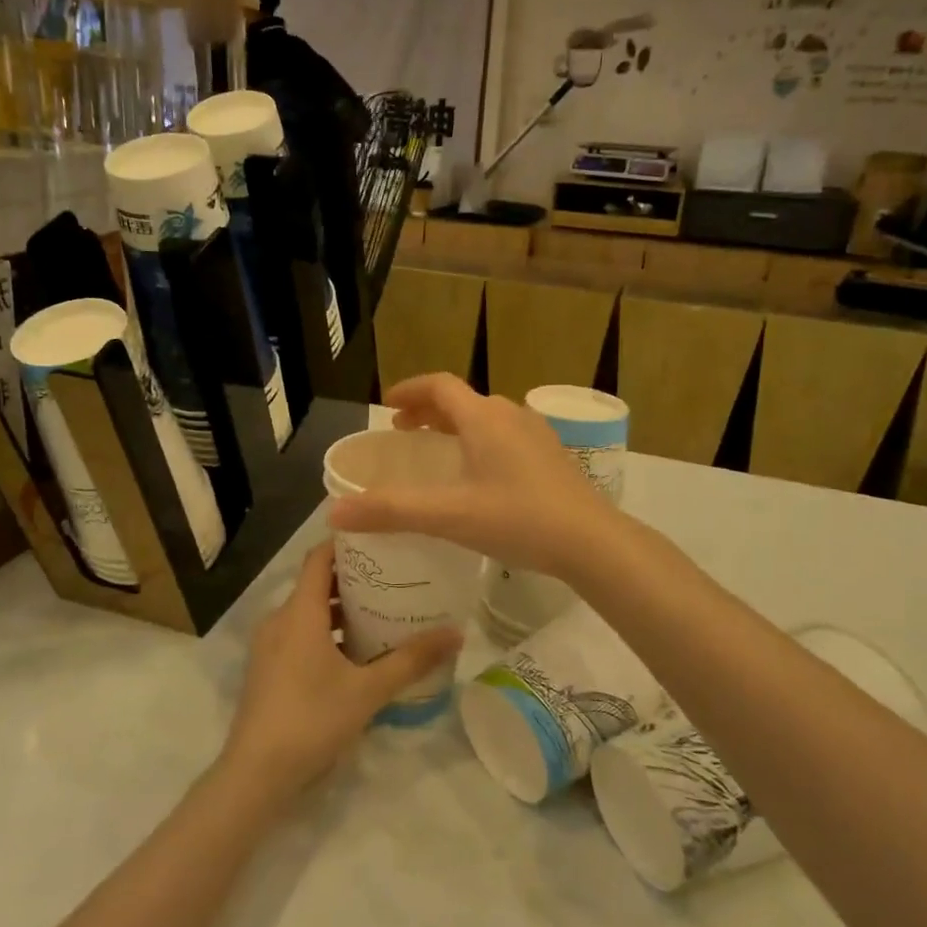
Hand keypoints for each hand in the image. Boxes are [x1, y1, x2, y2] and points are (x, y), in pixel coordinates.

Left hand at [221, 544, 462, 798]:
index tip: (381, 539)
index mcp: (300, 612)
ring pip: (309, 613)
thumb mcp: (369, 689)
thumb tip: (457, 633)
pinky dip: (326, 634)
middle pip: (317, 584)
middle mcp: (280, 619)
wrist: (256, 774)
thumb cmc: (312, 719)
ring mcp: (270, 646)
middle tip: (394, 579)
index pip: (319, 557)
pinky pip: (299, 635)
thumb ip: (412, 659)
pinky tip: (356, 655)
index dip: (347, 543)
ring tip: (382, 615)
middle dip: (354, 579)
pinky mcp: (267, 670)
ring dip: (341, 611)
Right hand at [328, 374, 611, 577]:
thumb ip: (391, 511)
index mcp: (483, 418)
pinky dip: (480, 440)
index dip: (408, 390)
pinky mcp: (552, 456)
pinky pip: (505, 435)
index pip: (439, 385)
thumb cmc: (518, 519)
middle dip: (428, 410)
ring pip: (486, 417)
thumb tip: (334, 511)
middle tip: (404, 431)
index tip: (387, 406)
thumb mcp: (449, 516)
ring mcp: (536, 434)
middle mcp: (510, 415)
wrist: (593, 541)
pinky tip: (481, 475)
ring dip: (456, 425)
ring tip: (438, 450)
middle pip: (462, 399)